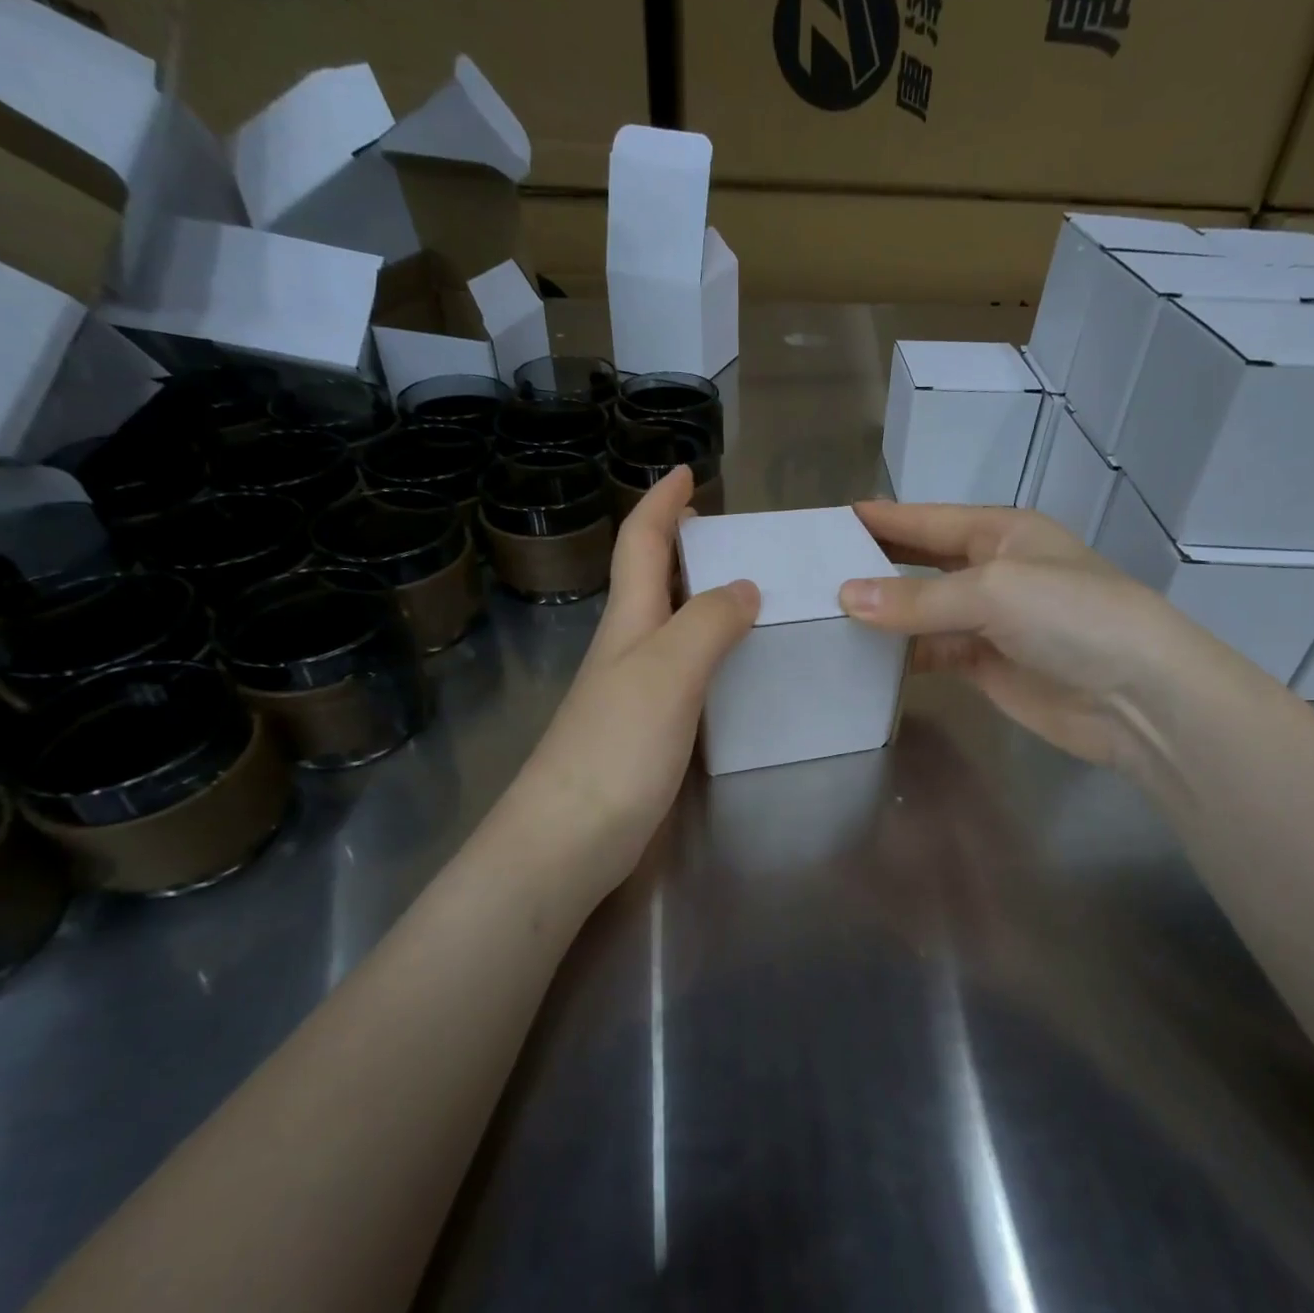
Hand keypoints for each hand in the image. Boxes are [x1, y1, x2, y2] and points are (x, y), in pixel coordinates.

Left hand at [491, 467, 757, 902]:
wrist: (567, 841)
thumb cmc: (615, 747)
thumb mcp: (668, 672)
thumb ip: (708, 623)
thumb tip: (743, 586)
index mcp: (627, 622)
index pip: (640, 544)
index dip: (661, 503)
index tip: (686, 472)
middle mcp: (625, 649)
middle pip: (649, 580)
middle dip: (679, 545)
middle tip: (727, 533)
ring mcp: (631, 692)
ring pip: (667, 626)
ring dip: (698, 598)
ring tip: (746, 591)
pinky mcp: (644, 732)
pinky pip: (682, 671)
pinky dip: (708, 652)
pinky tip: (734, 668)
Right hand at [838, 501, 1221, 770]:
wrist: (1136, 696)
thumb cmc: (1072, 616)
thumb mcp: (993, 590)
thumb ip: (918, 596)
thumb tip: (845, 598)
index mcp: (1002, 532)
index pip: (928, 520)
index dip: (883, 519)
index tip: (831, 520)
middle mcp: (993, 571)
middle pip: (922, 562)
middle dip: (877, 563)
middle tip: (816, 568)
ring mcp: (990, 622)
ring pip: (923, 611)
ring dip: (884, 613)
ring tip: (825, 613)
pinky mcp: (987, 666)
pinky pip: (933, 652)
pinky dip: (903, 654)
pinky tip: (865, 657)